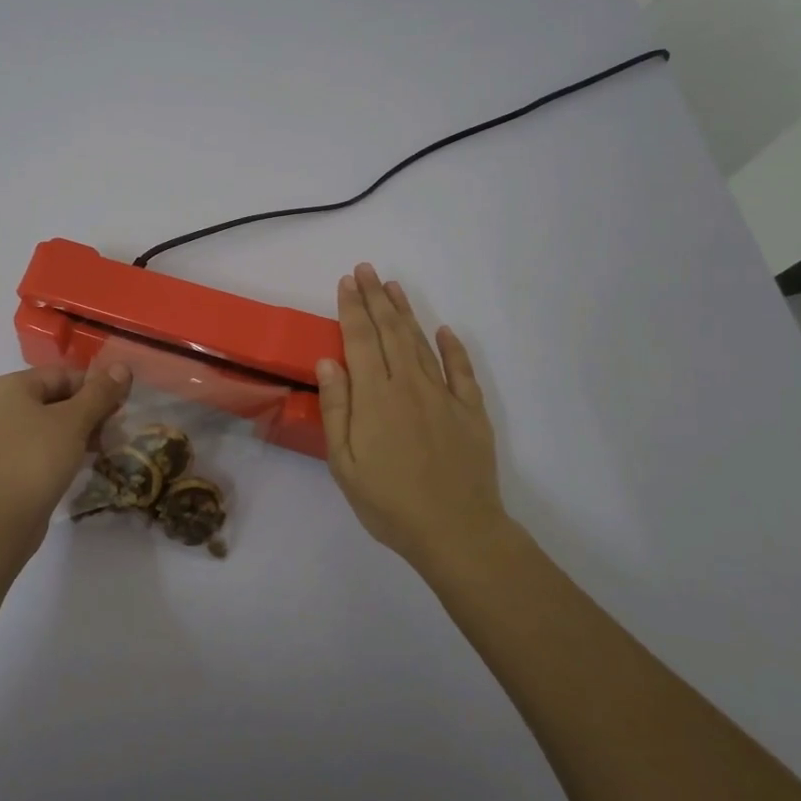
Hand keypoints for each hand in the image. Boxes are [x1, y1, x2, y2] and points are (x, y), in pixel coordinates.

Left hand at [0, 364, 131, 552]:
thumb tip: (123, 366)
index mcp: (9, 387)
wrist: (0, 519)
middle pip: (52, 398)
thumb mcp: (75, 421)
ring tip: (102, 445)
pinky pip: (35, 446)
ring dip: (75, 431)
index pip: (61, 374)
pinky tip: (79, 462)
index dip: (94, 386)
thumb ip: (100, 393)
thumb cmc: (37, 458)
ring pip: (45, 424)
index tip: (119, 405)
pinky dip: (58, 449)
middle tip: (114, 427)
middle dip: (86, 410)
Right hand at [317, 263, 514, 565]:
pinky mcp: (471, 411)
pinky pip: (461, 370)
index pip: (360, 339)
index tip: (346, 282)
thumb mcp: (345, 463)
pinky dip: (452, 347)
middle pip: (390, 331)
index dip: (352, 308)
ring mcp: (444, 396)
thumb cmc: (389, 502)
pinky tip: (444, 330)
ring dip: (406, 312)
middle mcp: (409, 384)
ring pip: (421, 343)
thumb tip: (329, 361)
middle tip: (367, 269)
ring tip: (394, 287)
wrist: (456, 531)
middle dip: (376, 297)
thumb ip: (337, 408)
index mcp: (375, 396)